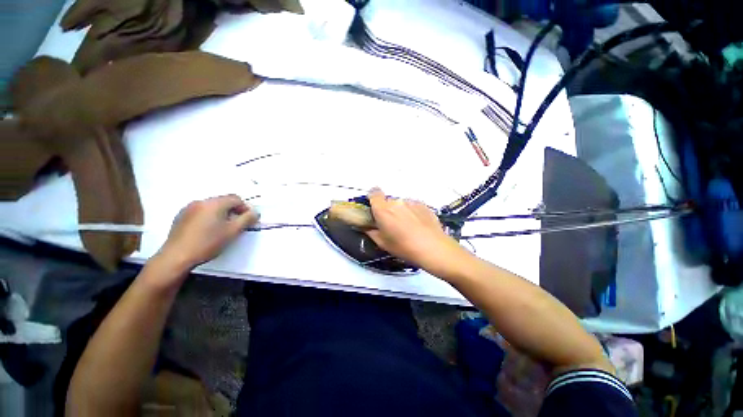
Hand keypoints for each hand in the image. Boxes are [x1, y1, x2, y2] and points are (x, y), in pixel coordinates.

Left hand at [155, 195, 258, 273]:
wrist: (176, 257)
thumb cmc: (207, 243)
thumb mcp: (233, 231)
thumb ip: (247, 219)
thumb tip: (255, 212)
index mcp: (214, 203)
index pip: (236, 199)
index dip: (245, 208)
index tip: (247, 220)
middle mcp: (201, 202)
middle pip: (223, 201)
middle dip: (233, 211)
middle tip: (236, 225)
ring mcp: (188, 208)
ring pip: (212, 207)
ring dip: (221, 214)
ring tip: (221, 229)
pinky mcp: (181, 217)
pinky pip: (200, 212)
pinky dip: (208, 217)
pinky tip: (207, 231)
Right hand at [365, 188, 468, 277]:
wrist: (433, 248)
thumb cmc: (404, 247)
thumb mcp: (383, 243)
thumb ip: (371, 232)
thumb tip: (367, 226)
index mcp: (383, 210)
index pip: (374, 193)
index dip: (373, 197)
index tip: (375, 206)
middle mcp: (396, 202)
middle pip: (388, 201)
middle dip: (388, 210)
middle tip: (392, 224)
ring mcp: (411, 202)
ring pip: (401, 204)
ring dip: (401, 211)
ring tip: (408, 226)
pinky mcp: (423, 205)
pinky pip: (413, 206)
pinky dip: (412, 212)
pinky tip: (418, 225)